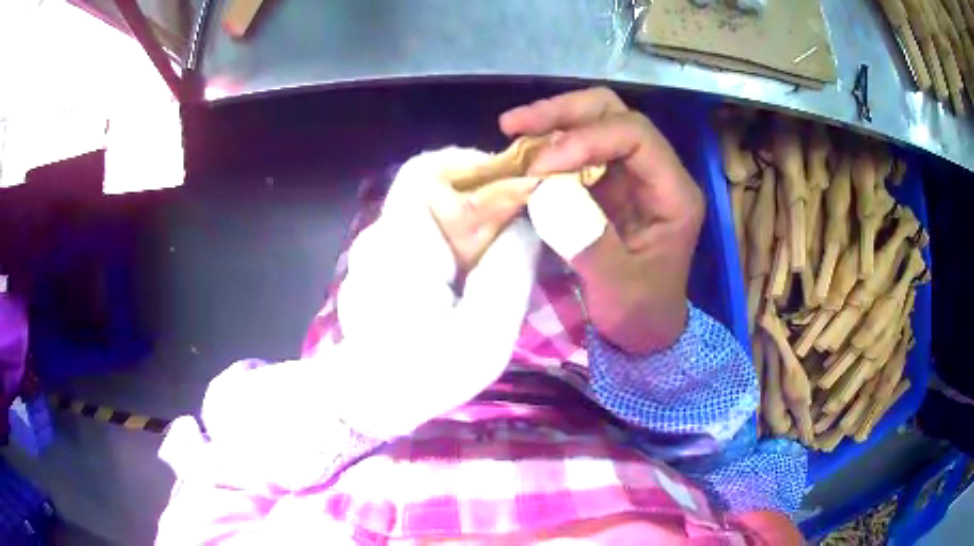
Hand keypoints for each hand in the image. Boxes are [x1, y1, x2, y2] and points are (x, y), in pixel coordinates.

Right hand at [500, 87, 703, 353]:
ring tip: (512, 129)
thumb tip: (545, 193)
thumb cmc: (641, 313)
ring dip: (553, 121)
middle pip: (615, 114)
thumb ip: (589, 243)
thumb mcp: (620, 290)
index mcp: (674, 193)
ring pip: (596, 121)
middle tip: (515, 125)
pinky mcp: (610, 184)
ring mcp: (632, 175)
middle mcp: (656, 172)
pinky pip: (580, 148)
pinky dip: (550, 144)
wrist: (646, 330)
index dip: (586, 139)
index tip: (541, 166)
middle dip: (565, 113)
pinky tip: (523, 153)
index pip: (635, 136)